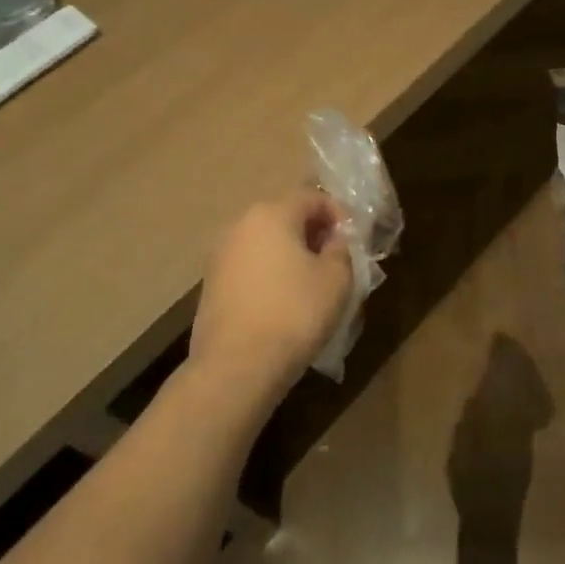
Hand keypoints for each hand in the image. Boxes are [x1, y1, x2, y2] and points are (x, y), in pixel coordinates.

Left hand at [190, 189, 353, 398]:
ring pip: (265, 240)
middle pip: (285, 215)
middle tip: (336, 258)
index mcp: (272, 213)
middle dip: (313, 231)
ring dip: (291, 252)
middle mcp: (241, 224)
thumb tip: (334, 238)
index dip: (338, 213)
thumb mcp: (336, 279)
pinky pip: (250, 264)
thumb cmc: (294, 313)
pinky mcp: (211, 283)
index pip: (312, 196)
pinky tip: (284, 299)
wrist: (236, 367)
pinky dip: (270, 271)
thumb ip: (341, 248)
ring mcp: (220, 254)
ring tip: (312, 280)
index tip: (353, 239)